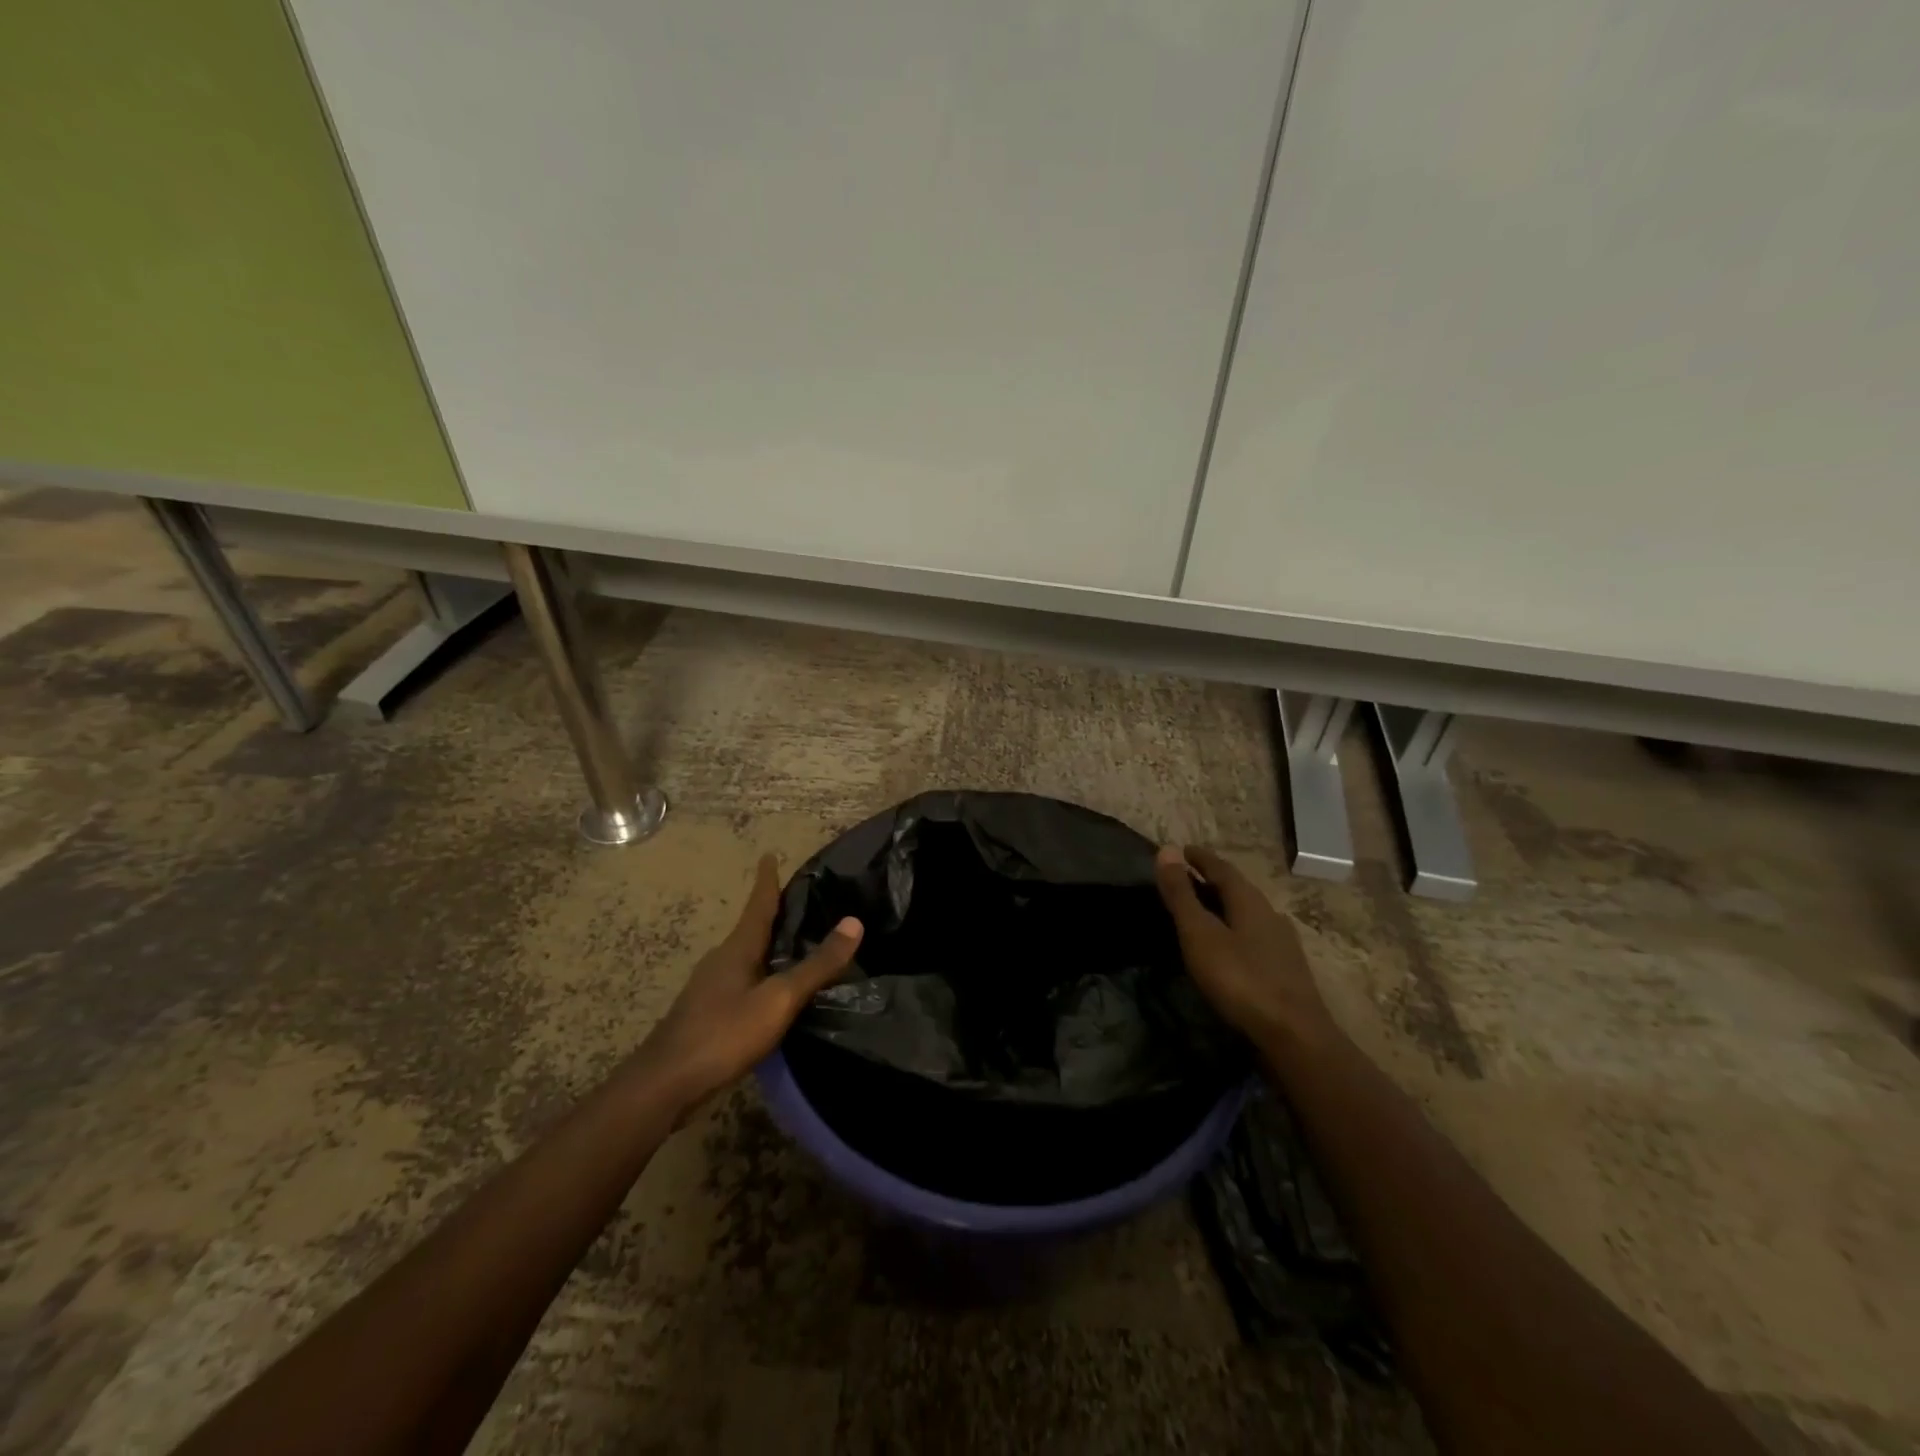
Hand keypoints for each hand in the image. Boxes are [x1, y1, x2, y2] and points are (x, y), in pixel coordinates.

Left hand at [641, 854, 862, 1107]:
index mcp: (738, 948)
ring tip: (795, 945)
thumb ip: (817, 965)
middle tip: (801, 902)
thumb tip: (854, 922)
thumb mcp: (778, 999)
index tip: (769, 855)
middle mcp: (722, 960)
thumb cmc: (724, 1033)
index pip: (758, 904)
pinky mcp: (707, 1013)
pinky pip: (742, 981)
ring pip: (746, 956)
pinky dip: (761, 975)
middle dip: (772, 913)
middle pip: (752, 928)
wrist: (665, 1084)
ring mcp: (711, 987)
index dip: (767, 880)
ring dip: (768, 946)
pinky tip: (774, 993)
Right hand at [1154, 844, 1332, 1046]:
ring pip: (1249, 914)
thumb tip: (1167, 850)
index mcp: (1249, 901)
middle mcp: (1270, 915)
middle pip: (1238, 889)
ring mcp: (1283, 944)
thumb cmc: (1241, 979)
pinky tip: (1232, 947)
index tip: (1182, 850)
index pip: (1222, 868)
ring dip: (1226, 907)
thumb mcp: (1200, 934)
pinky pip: (1255, 937)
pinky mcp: (1287, 970)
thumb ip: (1182, 895)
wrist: (1295, 1037)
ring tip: (1205, 912)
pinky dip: (1236, 931)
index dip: (1200, 858)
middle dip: (1213, 880)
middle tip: (1188, 879)